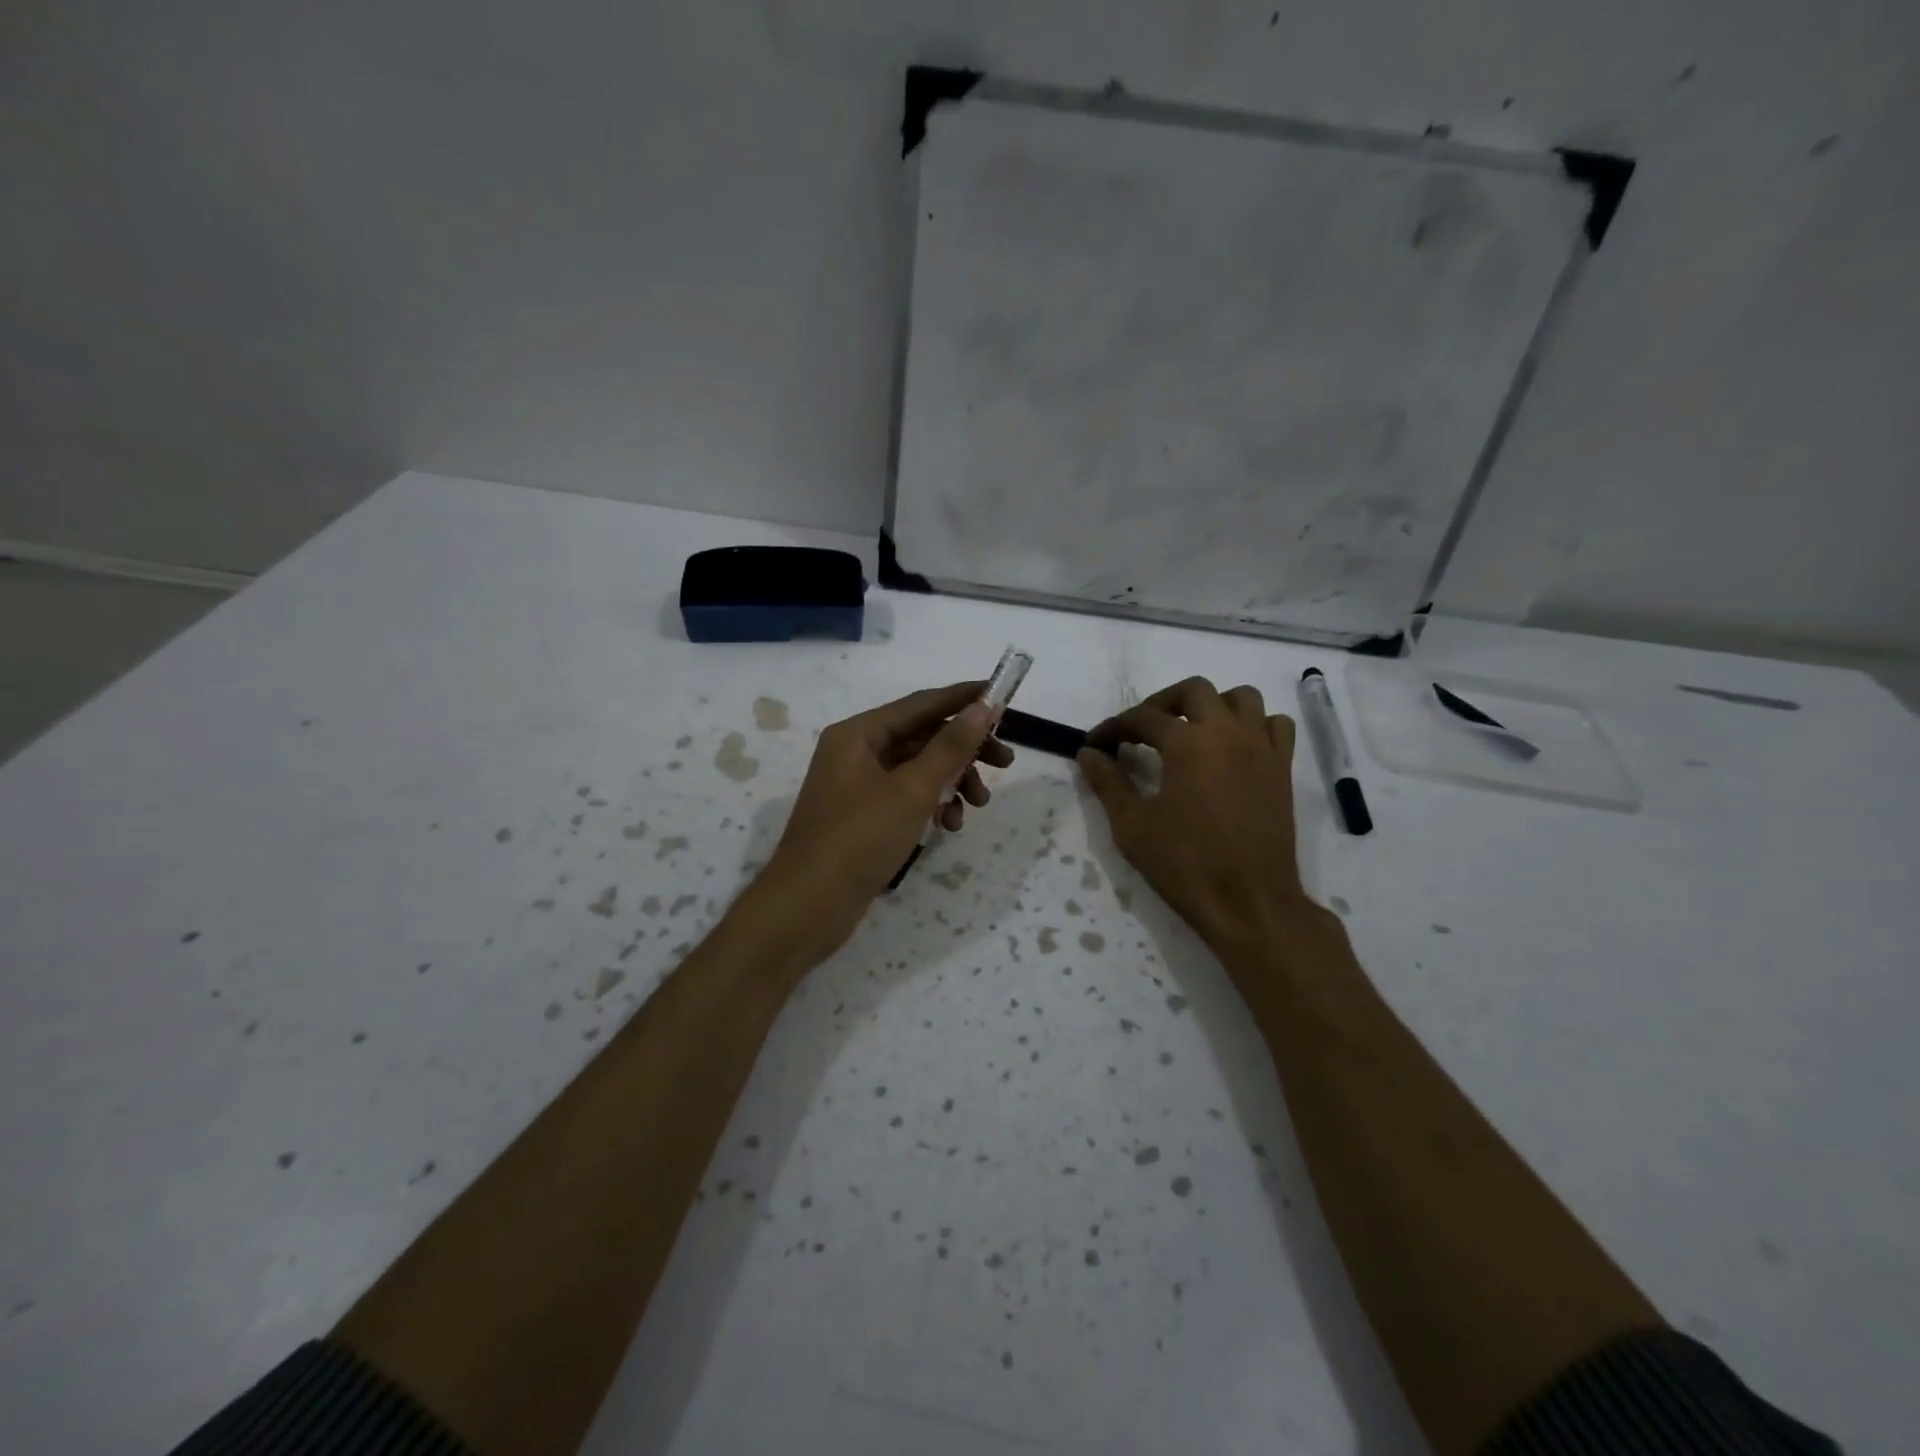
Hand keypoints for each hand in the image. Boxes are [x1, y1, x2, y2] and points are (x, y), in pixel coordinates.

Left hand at [761, 681, 1012, 953]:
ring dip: (952, 781)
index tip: (1003, 696)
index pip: (921, 704)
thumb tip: (982, 707)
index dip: (963, 698)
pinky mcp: (862, 817)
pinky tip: (949, 826)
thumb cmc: (859, 839)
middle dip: (964, 750)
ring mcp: (857, 786)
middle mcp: (855, 752)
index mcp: (859, 734)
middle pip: (921, 737)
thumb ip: (950, 747)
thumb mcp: (912, 790)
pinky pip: (905, 797)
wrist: (808, 907)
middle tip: (1005, 762)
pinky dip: (931, 805)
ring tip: (978, 805)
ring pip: (917, 770)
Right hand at [1079, 677, 1311, 952]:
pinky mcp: (1282, 769)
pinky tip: (1235, 748)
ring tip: (1192, 731)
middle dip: (1162, 703)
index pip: (1142, 717)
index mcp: (1187, 743)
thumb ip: (1108, 783)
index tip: (1096, 744)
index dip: (1114, 727)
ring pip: (1242, 698)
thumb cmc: (1185, 864)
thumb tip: (1088, 754)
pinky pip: (1275, 726)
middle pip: (1194, 690)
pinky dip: (1254, 725)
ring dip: (1212, 705)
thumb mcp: (1132, 826)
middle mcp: (1227, 732)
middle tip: (1142, 730)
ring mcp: (1261, 748)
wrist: (1249, 902)